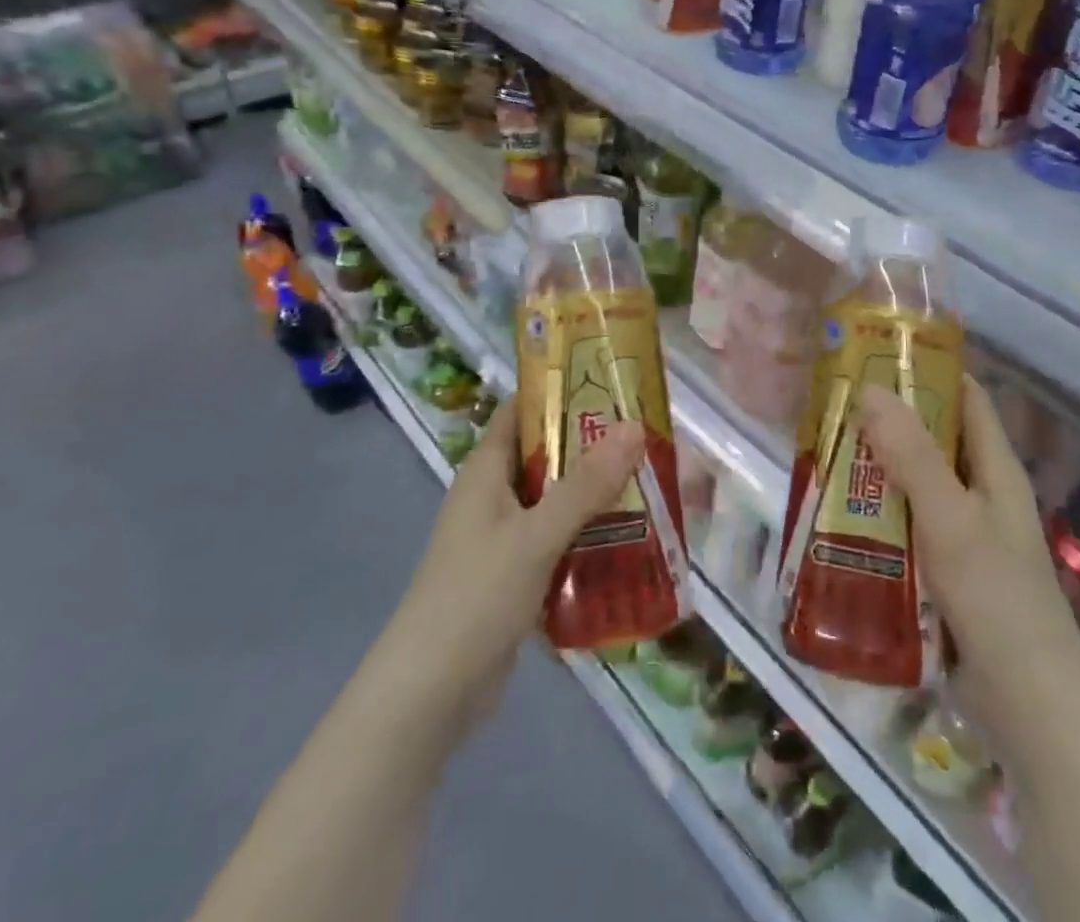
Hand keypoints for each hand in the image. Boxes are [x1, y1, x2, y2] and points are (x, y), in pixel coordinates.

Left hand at [385, 397, 645, 734]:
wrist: (428, 697)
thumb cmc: (475, 598)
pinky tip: (630, 542)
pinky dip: (587, 538)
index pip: (522, 410)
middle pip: (547, 455)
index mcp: (486, 471)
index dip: (561, 390)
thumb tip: (635, 427)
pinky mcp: (514, 578)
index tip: (612, 382)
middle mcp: (493, 496)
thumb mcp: (535, 536)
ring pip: (556, 502)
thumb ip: (586, 485)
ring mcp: (502, 539)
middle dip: (593, 447)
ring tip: (651, 484)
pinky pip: (557, 543)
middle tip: (648, 438)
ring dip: (596, 495)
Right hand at [858, 377, 1078, 715]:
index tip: (875, 354)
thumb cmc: (997, 599)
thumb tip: (870, 387)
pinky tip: (840, 515)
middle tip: (832, 403)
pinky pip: (907, 526)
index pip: (965, 398)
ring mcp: (964, 534)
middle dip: (887, 419)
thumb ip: (912, 455)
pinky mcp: (947, 572)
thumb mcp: (951, 519)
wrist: (1030, 708)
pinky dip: (878, 513)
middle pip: (933, 438)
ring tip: (823, 451)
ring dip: (876, 468)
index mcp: (995, 469)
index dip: (927, 370)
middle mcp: (981, 493)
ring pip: (915, 483)